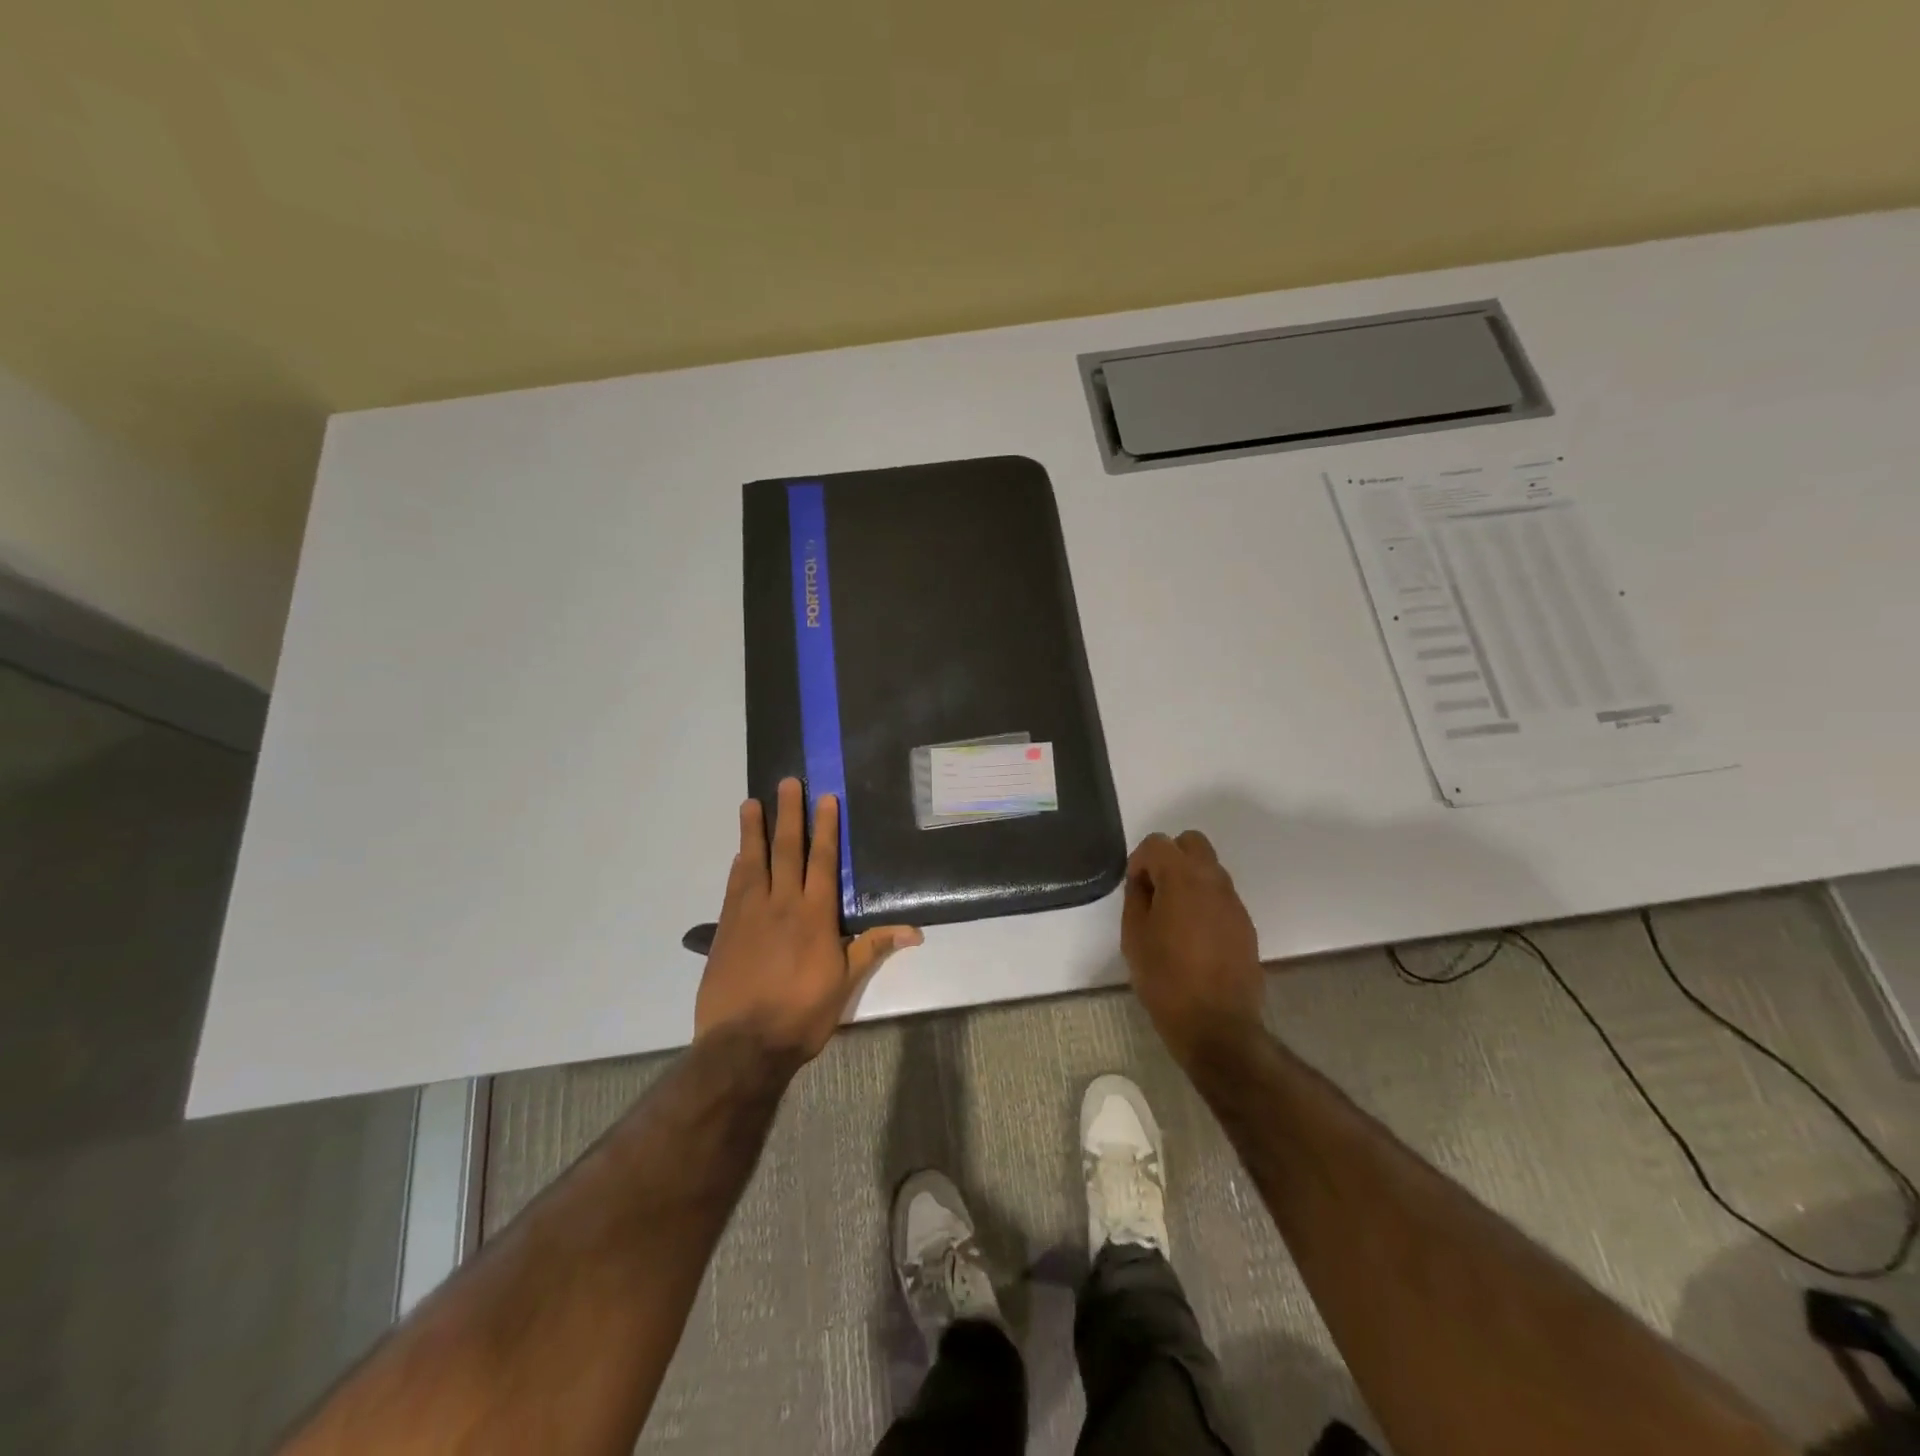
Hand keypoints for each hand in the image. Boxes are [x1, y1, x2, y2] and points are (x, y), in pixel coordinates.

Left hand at [695, 778, 921, 1061]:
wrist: (743, 1045)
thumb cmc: (802, 1014)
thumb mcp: (844, 983)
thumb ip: (872, 947)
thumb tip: (914, 931)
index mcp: (815, 915)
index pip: (822, 861)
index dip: (825, 828)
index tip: (824, 798)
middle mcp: (781, 904)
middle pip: (786, 850)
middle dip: (788, 814)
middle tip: (786, 782)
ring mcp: (749, 914)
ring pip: (753, 862)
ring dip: (753, 830)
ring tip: (751, 802)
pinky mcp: (726, 929)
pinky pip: (733, 887)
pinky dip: (738, 865)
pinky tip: (739, 854)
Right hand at [1121, 830, 1264, 1063]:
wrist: (1216, 1025)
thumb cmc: (1165, 979)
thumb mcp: (1134, 936)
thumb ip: (1136, 898)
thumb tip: (1143, 882)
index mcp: (1182, 878)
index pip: (1158, 843)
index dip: (1140, 861)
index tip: (1134, 889)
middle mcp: (1213, 880)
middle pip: (1192, 843)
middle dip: (1170, 858)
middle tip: (1155, 891)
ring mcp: (1234, 902)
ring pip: (1210, 868)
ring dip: (1189, 878)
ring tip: (1173, 916)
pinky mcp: (1245, 924)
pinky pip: (1221, 896)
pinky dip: (1205, 901)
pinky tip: (1193, 935)